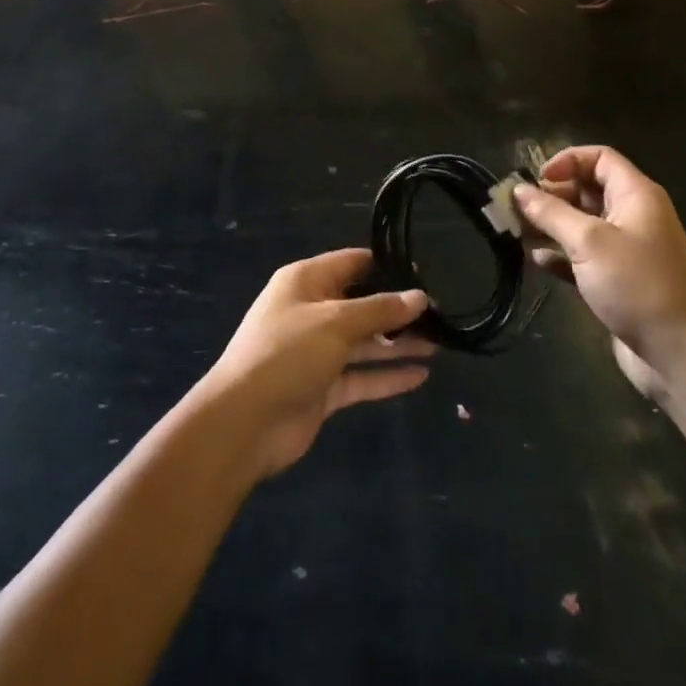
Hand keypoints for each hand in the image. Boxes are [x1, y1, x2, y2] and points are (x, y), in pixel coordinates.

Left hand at [196, 249, 432, 479]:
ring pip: (364, 342)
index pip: (352, 263)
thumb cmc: (288, 353)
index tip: (424, 273)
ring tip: (440, 344)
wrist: (244, 422)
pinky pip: (361, 376)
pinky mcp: (322, 388)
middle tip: (440, 313)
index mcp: (306, 281)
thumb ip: (380, 309)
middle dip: (397, 310)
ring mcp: (316, 352)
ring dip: (397, 343)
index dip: (386, 266)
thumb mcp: (336, 322)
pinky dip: (387, 376)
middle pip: (361, 304)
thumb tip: (419, 296)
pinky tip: (421, 376)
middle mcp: (312, 311)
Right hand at [513, 146, 685, 404]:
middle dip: (551, 196)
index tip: (537, 180)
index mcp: (636, 195)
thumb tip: (518, 190)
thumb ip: (550, 212)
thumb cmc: (636, 285)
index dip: (567, 161)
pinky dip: (561, 254)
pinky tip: (537, 261)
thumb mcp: (588, 242)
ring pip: (581, 224)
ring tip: (518, 234)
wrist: (679, 355)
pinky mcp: (618, 280)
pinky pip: (583, 255)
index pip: (599, 158)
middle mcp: (633, 215)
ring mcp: (626, 249)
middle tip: (518, 209)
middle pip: (586, 190)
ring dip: (550, 226)